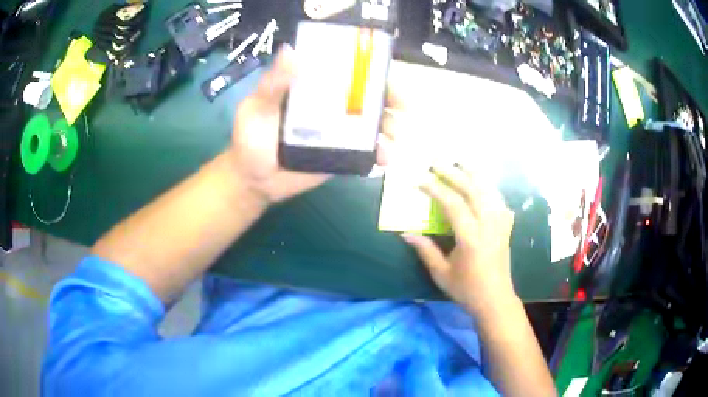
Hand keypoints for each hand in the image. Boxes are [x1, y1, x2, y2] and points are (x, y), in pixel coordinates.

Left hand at [227, 46, 396, 203]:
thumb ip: (273, 84)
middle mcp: (330, 105)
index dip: (369, 69)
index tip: (386, 73)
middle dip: (390, 99)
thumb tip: (290, 51)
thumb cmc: (251, 138)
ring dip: (390, 127)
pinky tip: (384, 159)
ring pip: (372, 124)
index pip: (346, 71)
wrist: (253, 180)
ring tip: (394, 136)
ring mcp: (338, 132)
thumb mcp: (256, 107)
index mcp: (313, 87)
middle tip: (403, 107)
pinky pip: (366, 152)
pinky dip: (380, 154)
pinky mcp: (342, 155)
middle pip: (367, 96)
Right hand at [402, 164, 515, 315]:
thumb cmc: (467, 290)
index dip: (436, 189)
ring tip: (461, 162)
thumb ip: (425, 250)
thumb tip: (405, 233)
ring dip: (475, 174)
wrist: (495, 300)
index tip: (421, 179)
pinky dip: (490, 188)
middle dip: (454, 173)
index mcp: (471, 238)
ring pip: (489, 191)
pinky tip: (483, 185)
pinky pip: (499, 201)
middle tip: (438, 162)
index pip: (453, 204)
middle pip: (473, 190)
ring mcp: (500, 225)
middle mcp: (488, 226)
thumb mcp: (441, 273)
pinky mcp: (506, 228)